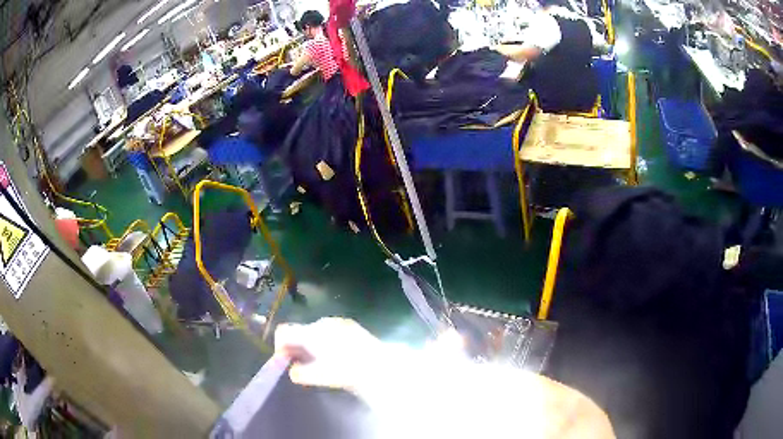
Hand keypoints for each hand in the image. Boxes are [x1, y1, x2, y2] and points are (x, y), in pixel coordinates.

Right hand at [274, 318, 382, 390]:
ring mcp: (338, 322)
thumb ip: (300, 372)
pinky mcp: (351, 326)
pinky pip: (329, 332)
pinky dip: (325, 342)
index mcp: (311, 332)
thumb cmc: (346, 370)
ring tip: (319, 362)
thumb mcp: (319, 375)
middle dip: (296, 347)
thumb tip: (293, 370)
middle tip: (301, 364)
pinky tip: (336, 356)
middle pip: (300, 331)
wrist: (380, 365)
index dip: (279, 346)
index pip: (284, 332)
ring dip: (311, 344)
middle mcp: (322, 322)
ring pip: (315, 331)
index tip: (285, 361)